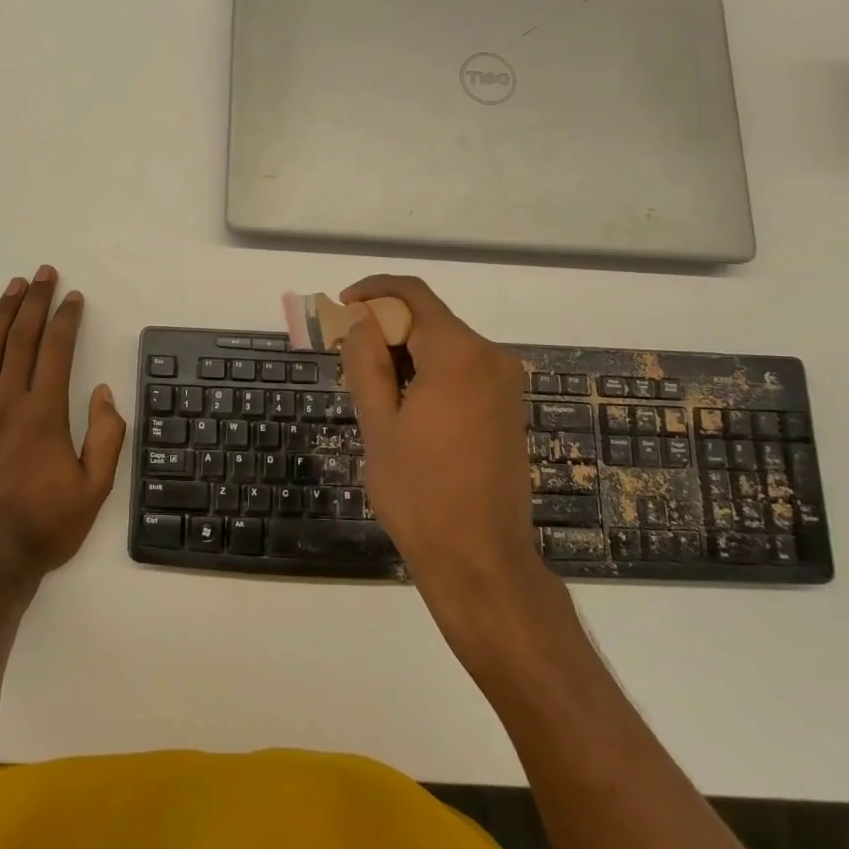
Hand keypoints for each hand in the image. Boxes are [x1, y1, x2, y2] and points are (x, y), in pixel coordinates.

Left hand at [0, 267, 125, 574]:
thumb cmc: (44, 526)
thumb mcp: (94, 489)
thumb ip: (105, 436)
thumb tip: (102, 392)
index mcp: (45, 414)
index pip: (57, 351)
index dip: (66, 319)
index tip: (73, 296)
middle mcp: (8, 403)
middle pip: (21, 339)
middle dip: (34, 302)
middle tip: (42, 273)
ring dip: (1, 314)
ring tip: (13, 286)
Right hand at [339, 275, 564, 634]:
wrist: (479, 557)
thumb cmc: (419, 492)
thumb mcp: (378, 423)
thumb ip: (366, 361)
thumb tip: (361, 320)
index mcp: (458, 354)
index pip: (412, 295)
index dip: (372, 291)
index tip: (341, 306)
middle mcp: (490, 357)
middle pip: (430, 319)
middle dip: (385, 326)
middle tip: (345, 354)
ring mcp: (504, 383)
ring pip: (445, 345)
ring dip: (405, 351)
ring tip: (369, 385)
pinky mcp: (507, 406)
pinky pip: (462, 369)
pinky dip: (429, 371)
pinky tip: (403, 403)